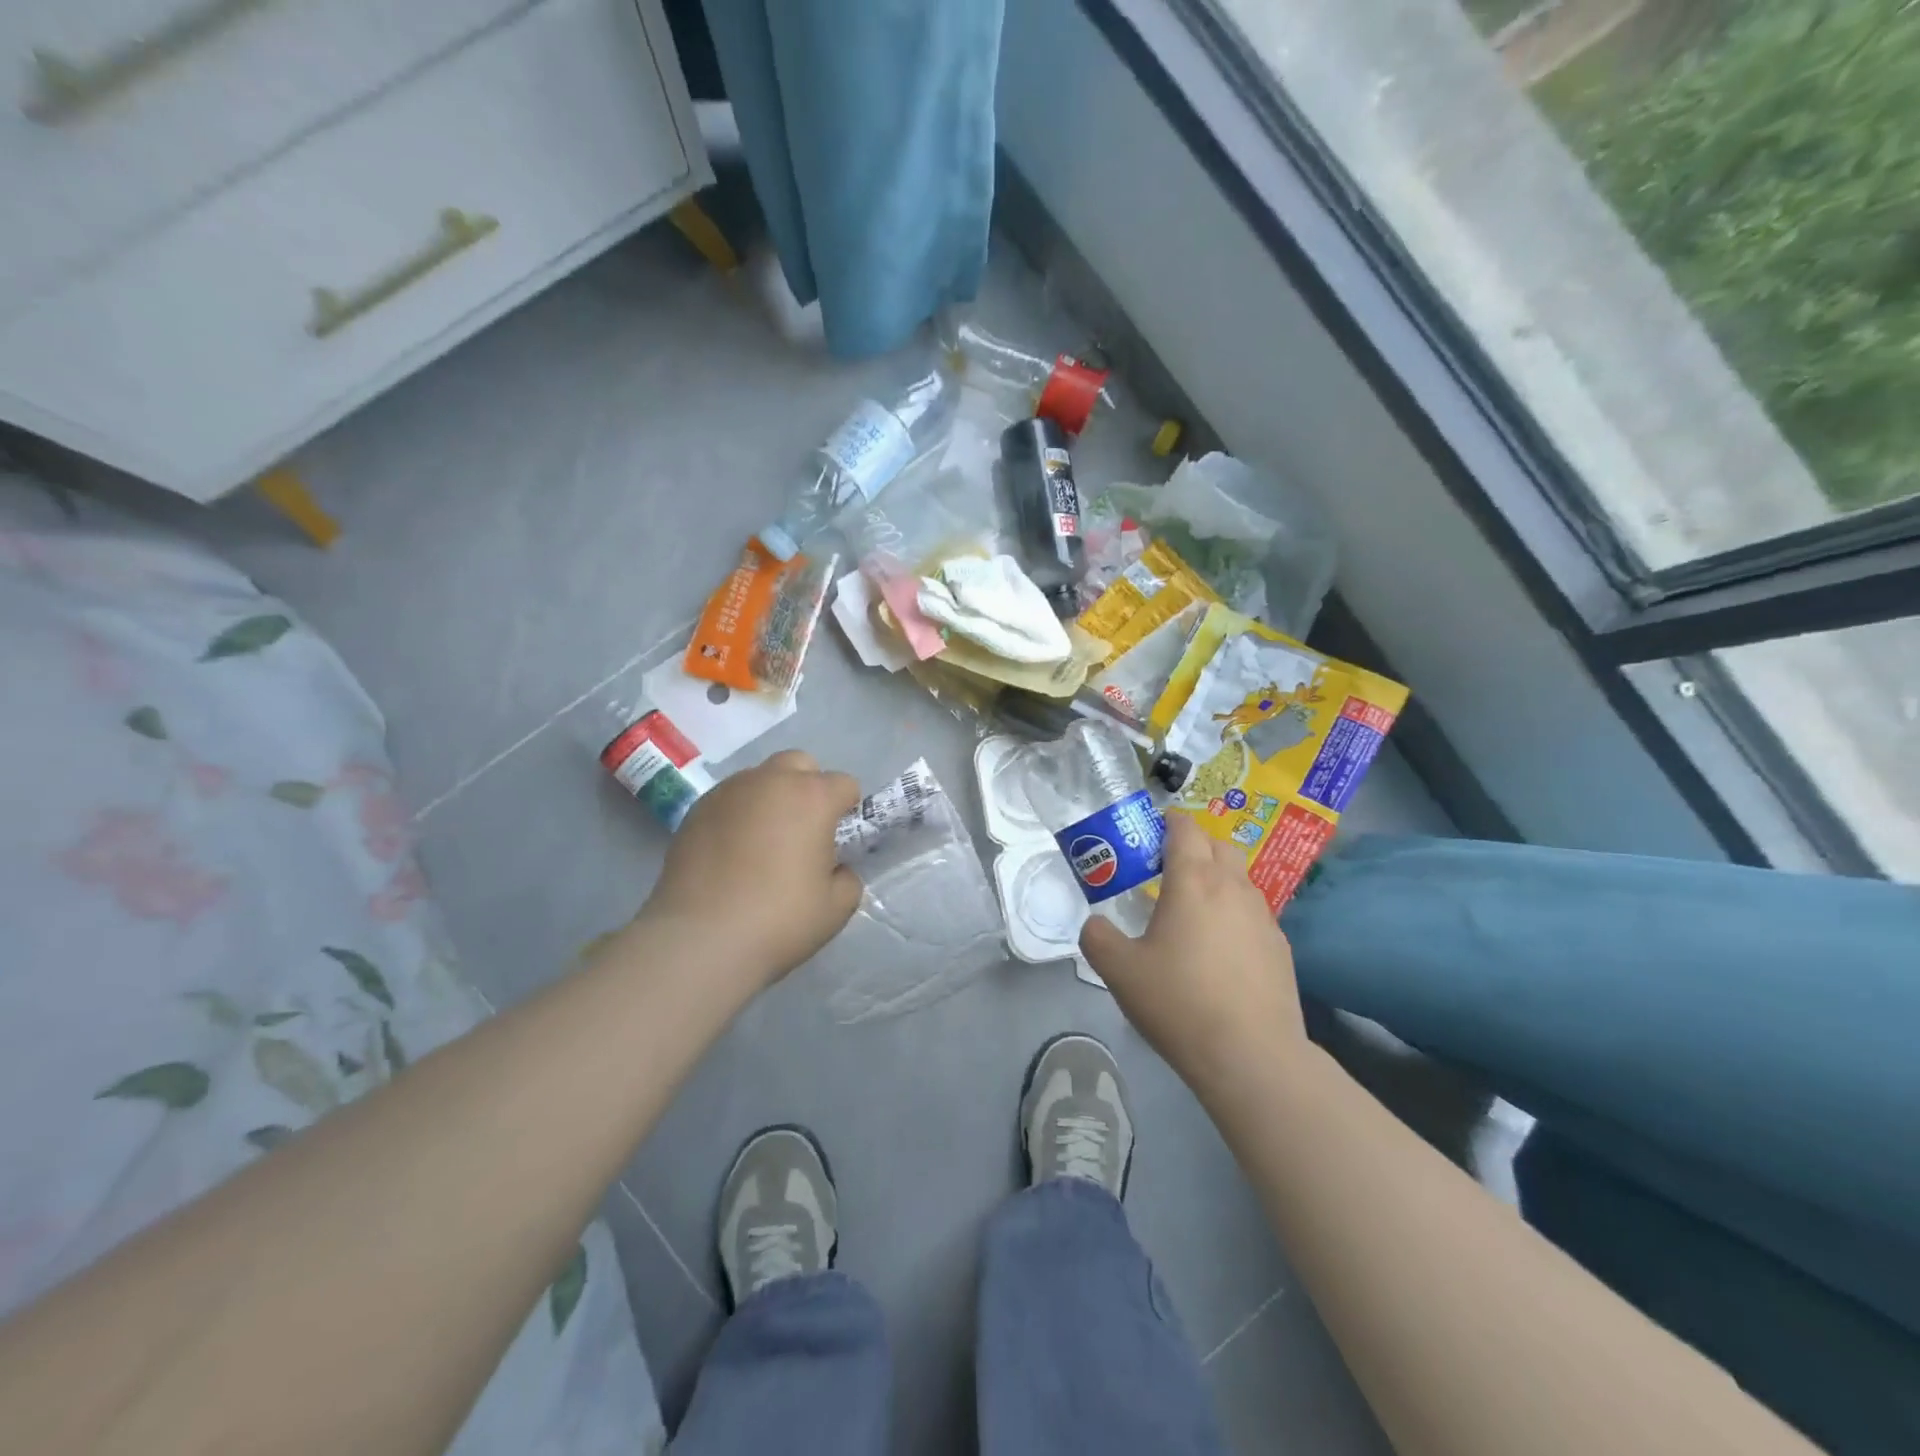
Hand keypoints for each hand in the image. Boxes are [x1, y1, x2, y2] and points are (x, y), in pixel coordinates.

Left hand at [644, 750, 864, 990]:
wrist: (701, 941)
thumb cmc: (780, 920)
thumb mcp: (837, 907)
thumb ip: (846, 876)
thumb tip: (833, 868)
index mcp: (812, 797)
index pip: (845, 784)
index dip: (848, 811)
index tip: (840, 841)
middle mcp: (770, 781)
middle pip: (800, 764)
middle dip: (808, 788)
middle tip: (803, 832)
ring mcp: (728, 792)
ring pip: (760, 778)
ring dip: (771, 799)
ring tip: (763, 843)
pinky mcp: (695, 811)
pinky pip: (729, 800)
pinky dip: (739, 815)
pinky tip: (731, 854)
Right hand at [1080, 813, 1305, 1092]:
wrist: (1252, 1055)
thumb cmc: (1179, 1002)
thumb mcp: (1119, 971)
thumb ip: (1098, 938)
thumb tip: (1096, 925)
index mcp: (1193, 880)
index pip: (1185, 828)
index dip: (1167, 822)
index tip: (1149, 833)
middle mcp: (1232, 887)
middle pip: (1218, 845)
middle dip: (1193, 846)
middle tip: (1165, 871)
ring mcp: (1263, 916)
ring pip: (1239, 878)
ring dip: (1216, 880)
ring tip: (1192, 912)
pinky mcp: (1280, 947)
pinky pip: (1253, 913)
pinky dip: (1234, 914)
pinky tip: (1220, 950)